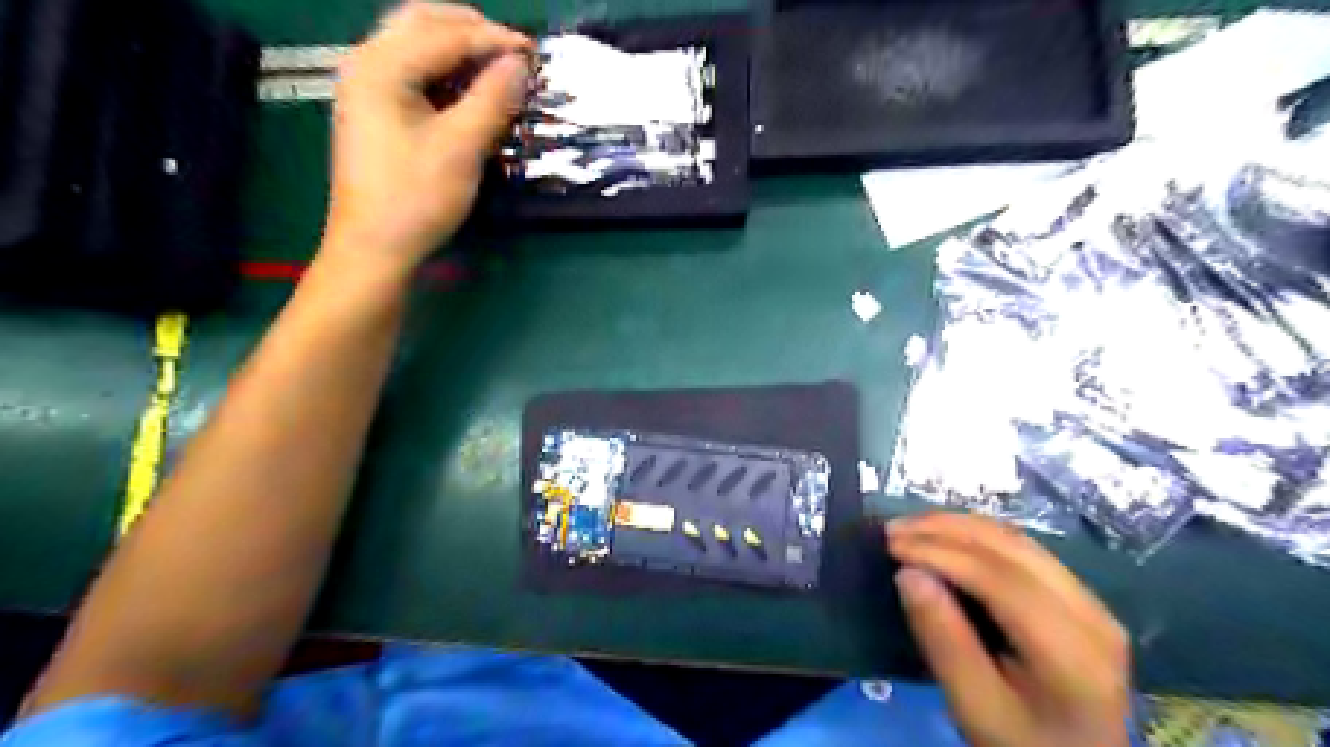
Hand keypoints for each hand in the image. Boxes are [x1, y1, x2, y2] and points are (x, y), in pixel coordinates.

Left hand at [324, 0, 530, 268]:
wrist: (374, 246)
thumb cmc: (416, 197)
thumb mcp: (461, 148)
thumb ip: (492, 99)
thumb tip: (519, 64)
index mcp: (382, 66)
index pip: (445, 34)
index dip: (494, 40)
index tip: (534, 52)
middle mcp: (366, 63)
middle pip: (421, 23)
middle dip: (470, 30)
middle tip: (512, 51)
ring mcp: (366, 87)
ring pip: (415, 45)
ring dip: (457, 49)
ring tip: (496, 68)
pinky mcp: (373, 111)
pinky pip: (412, 73)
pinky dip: (443, 72)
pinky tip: (468, 91)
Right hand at [887, 514, 1126, 746]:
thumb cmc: (1020, 742)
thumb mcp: (974, 707)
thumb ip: (944, 642)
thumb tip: (908, 574)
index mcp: (1073, 653)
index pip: (1002, 580)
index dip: (943, 552)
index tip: (891, 544)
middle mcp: (1092, 614)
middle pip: (1012, 549)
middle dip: (946, 529)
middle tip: (893, 530)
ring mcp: (1090, 601)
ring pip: (1017, 540)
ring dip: (959, 526)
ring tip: (911, 527)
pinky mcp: (1078, 596)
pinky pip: (1022, 549)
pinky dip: (977, 535)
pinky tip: (944, 536)